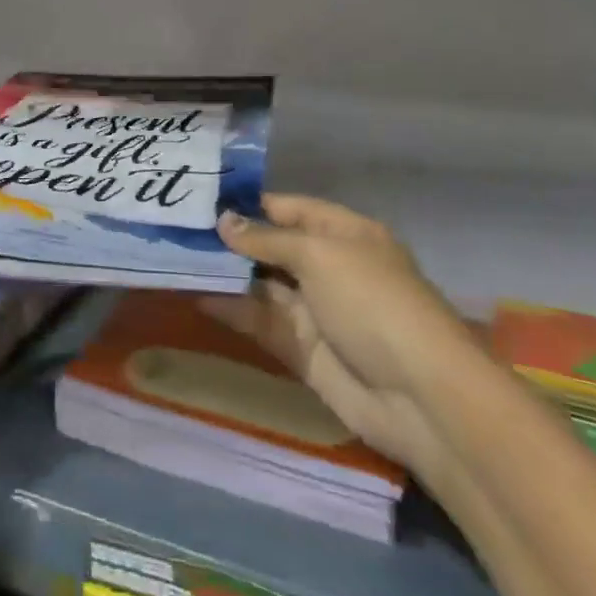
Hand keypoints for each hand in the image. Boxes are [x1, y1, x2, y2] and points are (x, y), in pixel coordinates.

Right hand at [201, 194, 474, 472]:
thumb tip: (224, 221)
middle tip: (175, 228)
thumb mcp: (320, 255)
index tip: (200, 198)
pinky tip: (195, 296)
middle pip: (271, 246)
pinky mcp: (302, 349)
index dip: (248, 203)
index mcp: (344, 234)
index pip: (289, 208)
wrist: (420, 397)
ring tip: (175, 258)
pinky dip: (231, 309)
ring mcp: (315, 310)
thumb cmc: (373, 303)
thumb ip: (267, 239)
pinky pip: (261, 322)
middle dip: (229, 239)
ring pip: (261, 285)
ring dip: (224, 274)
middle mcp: (328, 267)